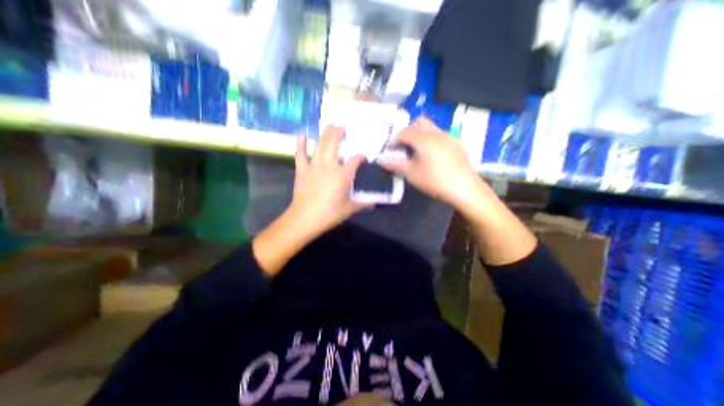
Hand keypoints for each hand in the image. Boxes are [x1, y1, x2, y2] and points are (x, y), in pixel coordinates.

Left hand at [288, 125, 369, 236]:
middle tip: (343, 126)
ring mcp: (314, 166)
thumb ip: (363, 204)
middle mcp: (329, 165)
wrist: (305, 218)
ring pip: (319, 144)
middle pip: (334, 143)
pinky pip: (300, 153)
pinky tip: (301, 133)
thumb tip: (374, 203)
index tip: (363, 158)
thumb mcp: (349, 209)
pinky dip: (301, 143)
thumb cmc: (330, 214)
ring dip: (325, 133)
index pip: (355, 159)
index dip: (360, 157)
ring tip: (329, 125)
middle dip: (339, 132)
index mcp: (343, 175)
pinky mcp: (302, 169)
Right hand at [380, 118, 485, 208]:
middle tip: (403, 147)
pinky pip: (440, 136)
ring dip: (419, 135)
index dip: (394, 140)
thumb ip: (395, 164)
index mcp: (424, 138)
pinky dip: (431, 140)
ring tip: (416, 152)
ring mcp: (449, 137)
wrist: (465, 189)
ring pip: (431, 128)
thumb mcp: (412, 174)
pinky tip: (431, 156)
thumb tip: (381, 159)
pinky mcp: (456, 144)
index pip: (404, 132)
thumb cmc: (435, 181)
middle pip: (419, 123)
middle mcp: (436, 133)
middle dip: (407, 132)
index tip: (389, 151)